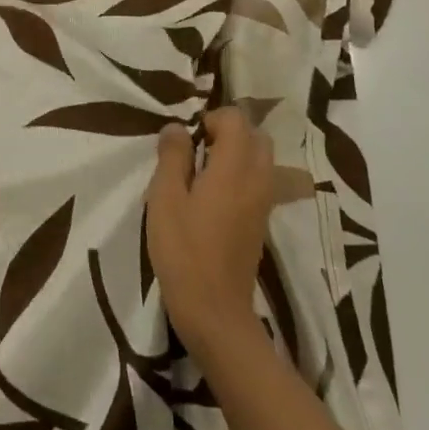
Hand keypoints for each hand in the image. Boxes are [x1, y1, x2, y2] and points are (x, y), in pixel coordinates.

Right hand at [146, 107, 272, 359]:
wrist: (214, 310)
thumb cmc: (183, 250)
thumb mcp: (164, 198)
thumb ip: (172, 157)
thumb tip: (178, 127)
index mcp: (234, 168)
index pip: (237, 120)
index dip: (212, 118)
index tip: (187, 138)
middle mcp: (257, 180)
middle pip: (257, 137)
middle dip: (229, 132)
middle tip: (197, 148)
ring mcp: (264, 203)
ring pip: (263, 160)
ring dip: (238, 154)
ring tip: (205, 169)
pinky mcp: (262, 223)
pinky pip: (261, 182)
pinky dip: (243, 175)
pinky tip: (214, 195)